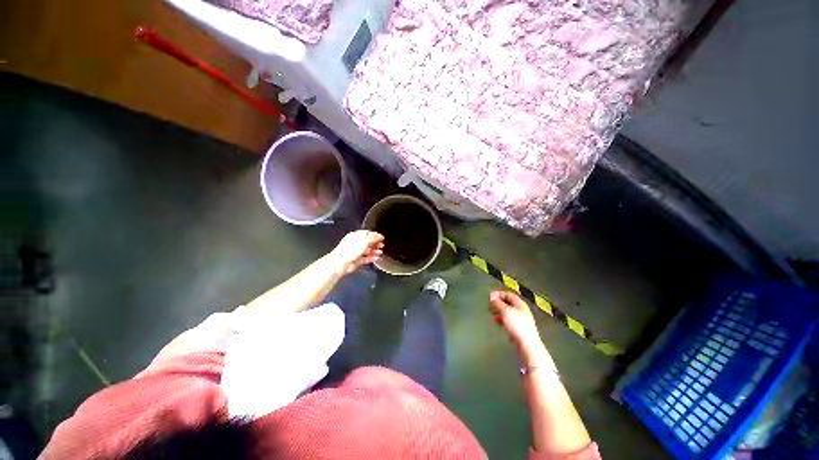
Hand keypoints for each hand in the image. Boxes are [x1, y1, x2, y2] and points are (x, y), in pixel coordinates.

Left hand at [330, 230, 384, 273]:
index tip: (381, 238)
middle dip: (375, 244)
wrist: (342, 262)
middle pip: (368, 242)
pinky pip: (366, 259)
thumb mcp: (365, 240)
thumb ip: (373, 237)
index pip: (367, 234)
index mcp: (355, 236)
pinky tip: (376, 258)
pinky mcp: (356, 261)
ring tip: (380, 252)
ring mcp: (355, 252)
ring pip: (367, 251)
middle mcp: (355, 243)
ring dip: (374, 251)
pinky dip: (371, 258)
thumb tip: (379, 236)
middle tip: (381, 245)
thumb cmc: (350, 249)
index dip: (375, 235)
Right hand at [489, 290, 541, 350]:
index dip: (499, 294)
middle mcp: (521, 311)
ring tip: (492, 317)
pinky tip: (499, 325)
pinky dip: (502, 321)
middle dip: (498, 304)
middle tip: (490, 307)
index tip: (490, 297)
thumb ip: (497, 303)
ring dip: (499, 313)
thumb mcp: (505, 311)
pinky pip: (509, 322)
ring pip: (507, 313)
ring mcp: (521, 320)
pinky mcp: (519, 329)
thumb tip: (491, 296)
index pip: (508, 294)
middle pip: (508, 303)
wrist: (527, 345)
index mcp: (520, 304)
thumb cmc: (517, 326)